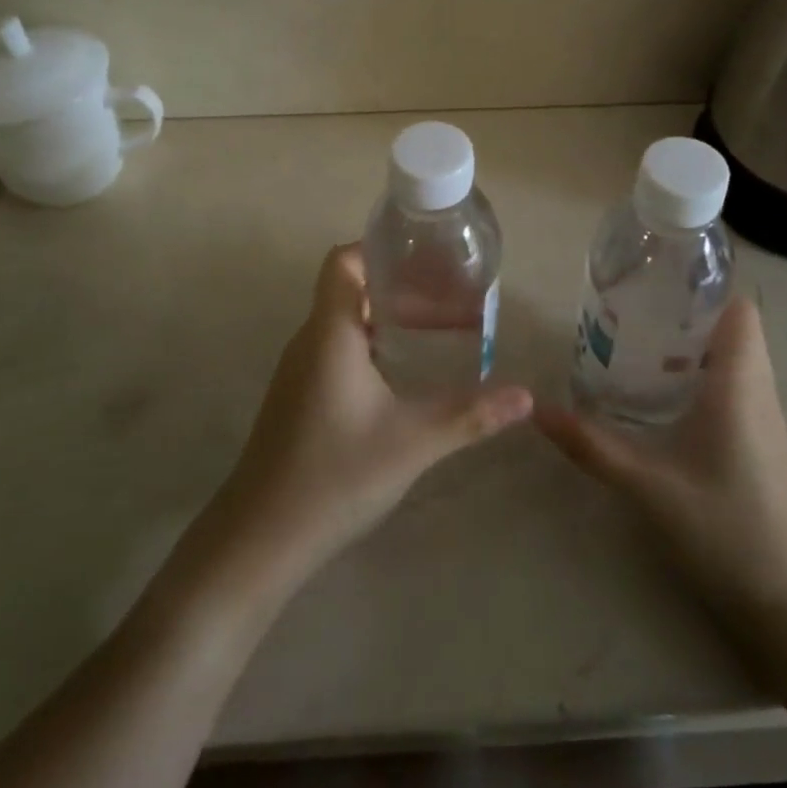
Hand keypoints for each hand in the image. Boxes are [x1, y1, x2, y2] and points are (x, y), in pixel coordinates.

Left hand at [209, 245, 532, 585]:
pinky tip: (401, 374)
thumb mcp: (412, 442)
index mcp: (331, 332)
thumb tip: (526, 396)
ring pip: (345, 322)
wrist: (260, 539)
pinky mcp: (298, 397)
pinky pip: (336, 349)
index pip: (344, 261)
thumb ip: (470, 415)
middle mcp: (310, 340)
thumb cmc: (335, 475)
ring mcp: (299, 370)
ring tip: (436, 328)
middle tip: (450, 297)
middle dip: (400, 287)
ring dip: (387, 318)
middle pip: (351, 289)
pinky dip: (371, 345)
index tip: (425, 257)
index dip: (379, 248)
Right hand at [536, 296, 786, 616]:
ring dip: (693, 343)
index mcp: (739, 384)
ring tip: (638, 342)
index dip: (704, 286)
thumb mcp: (648, 485)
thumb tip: (536, 410)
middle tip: (633, 311)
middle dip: (686, 311)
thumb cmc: (725, 529)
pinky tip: (662, 393)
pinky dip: (702, 372)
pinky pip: (735, 384)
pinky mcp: (761, 441)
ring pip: (734, 356)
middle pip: (731, 327)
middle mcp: (757, 390)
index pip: (738, 309)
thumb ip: (592, 445)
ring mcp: (764, 417)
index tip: (656, 280)